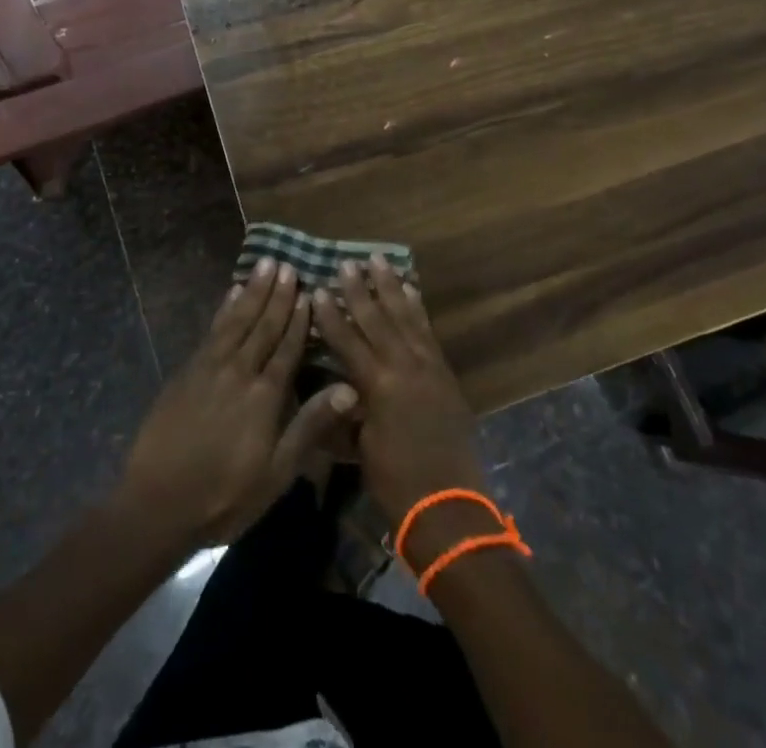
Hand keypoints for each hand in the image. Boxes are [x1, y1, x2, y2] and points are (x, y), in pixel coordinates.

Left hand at [118, 261, 356, 548]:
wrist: (157, 503)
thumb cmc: (225, 495)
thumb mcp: (277, 472)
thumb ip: (310, 426)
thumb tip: (349, 388)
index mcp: (265, 395)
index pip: (287, 347)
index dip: (298, 319)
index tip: (308, 290)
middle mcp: (239, 371)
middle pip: (262, 325)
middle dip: (277, 294)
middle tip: (287, 264)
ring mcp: (209, 367)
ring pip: (237, 319)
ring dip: (252, 291)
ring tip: (264, 264)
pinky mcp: (187, 371)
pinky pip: (212, 329)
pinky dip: (224, 308)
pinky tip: (231, 294)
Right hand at [311, 256, 486, 557]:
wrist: (448, 504)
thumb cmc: (394, 481)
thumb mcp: (360, 447)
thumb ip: (347, 410)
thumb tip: (334, 386)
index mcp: (377, 385)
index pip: (347, 341)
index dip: (330, 316)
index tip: (317, 290)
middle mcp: (403, 366)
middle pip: (377, 319)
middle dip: (359, 290)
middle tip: (346, 263)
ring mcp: (427, 365)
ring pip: (405, 316)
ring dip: (390, 287)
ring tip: (379, 261)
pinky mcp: (444, 371)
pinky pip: (427, 330)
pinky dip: (417, 308)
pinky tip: (410, 290)